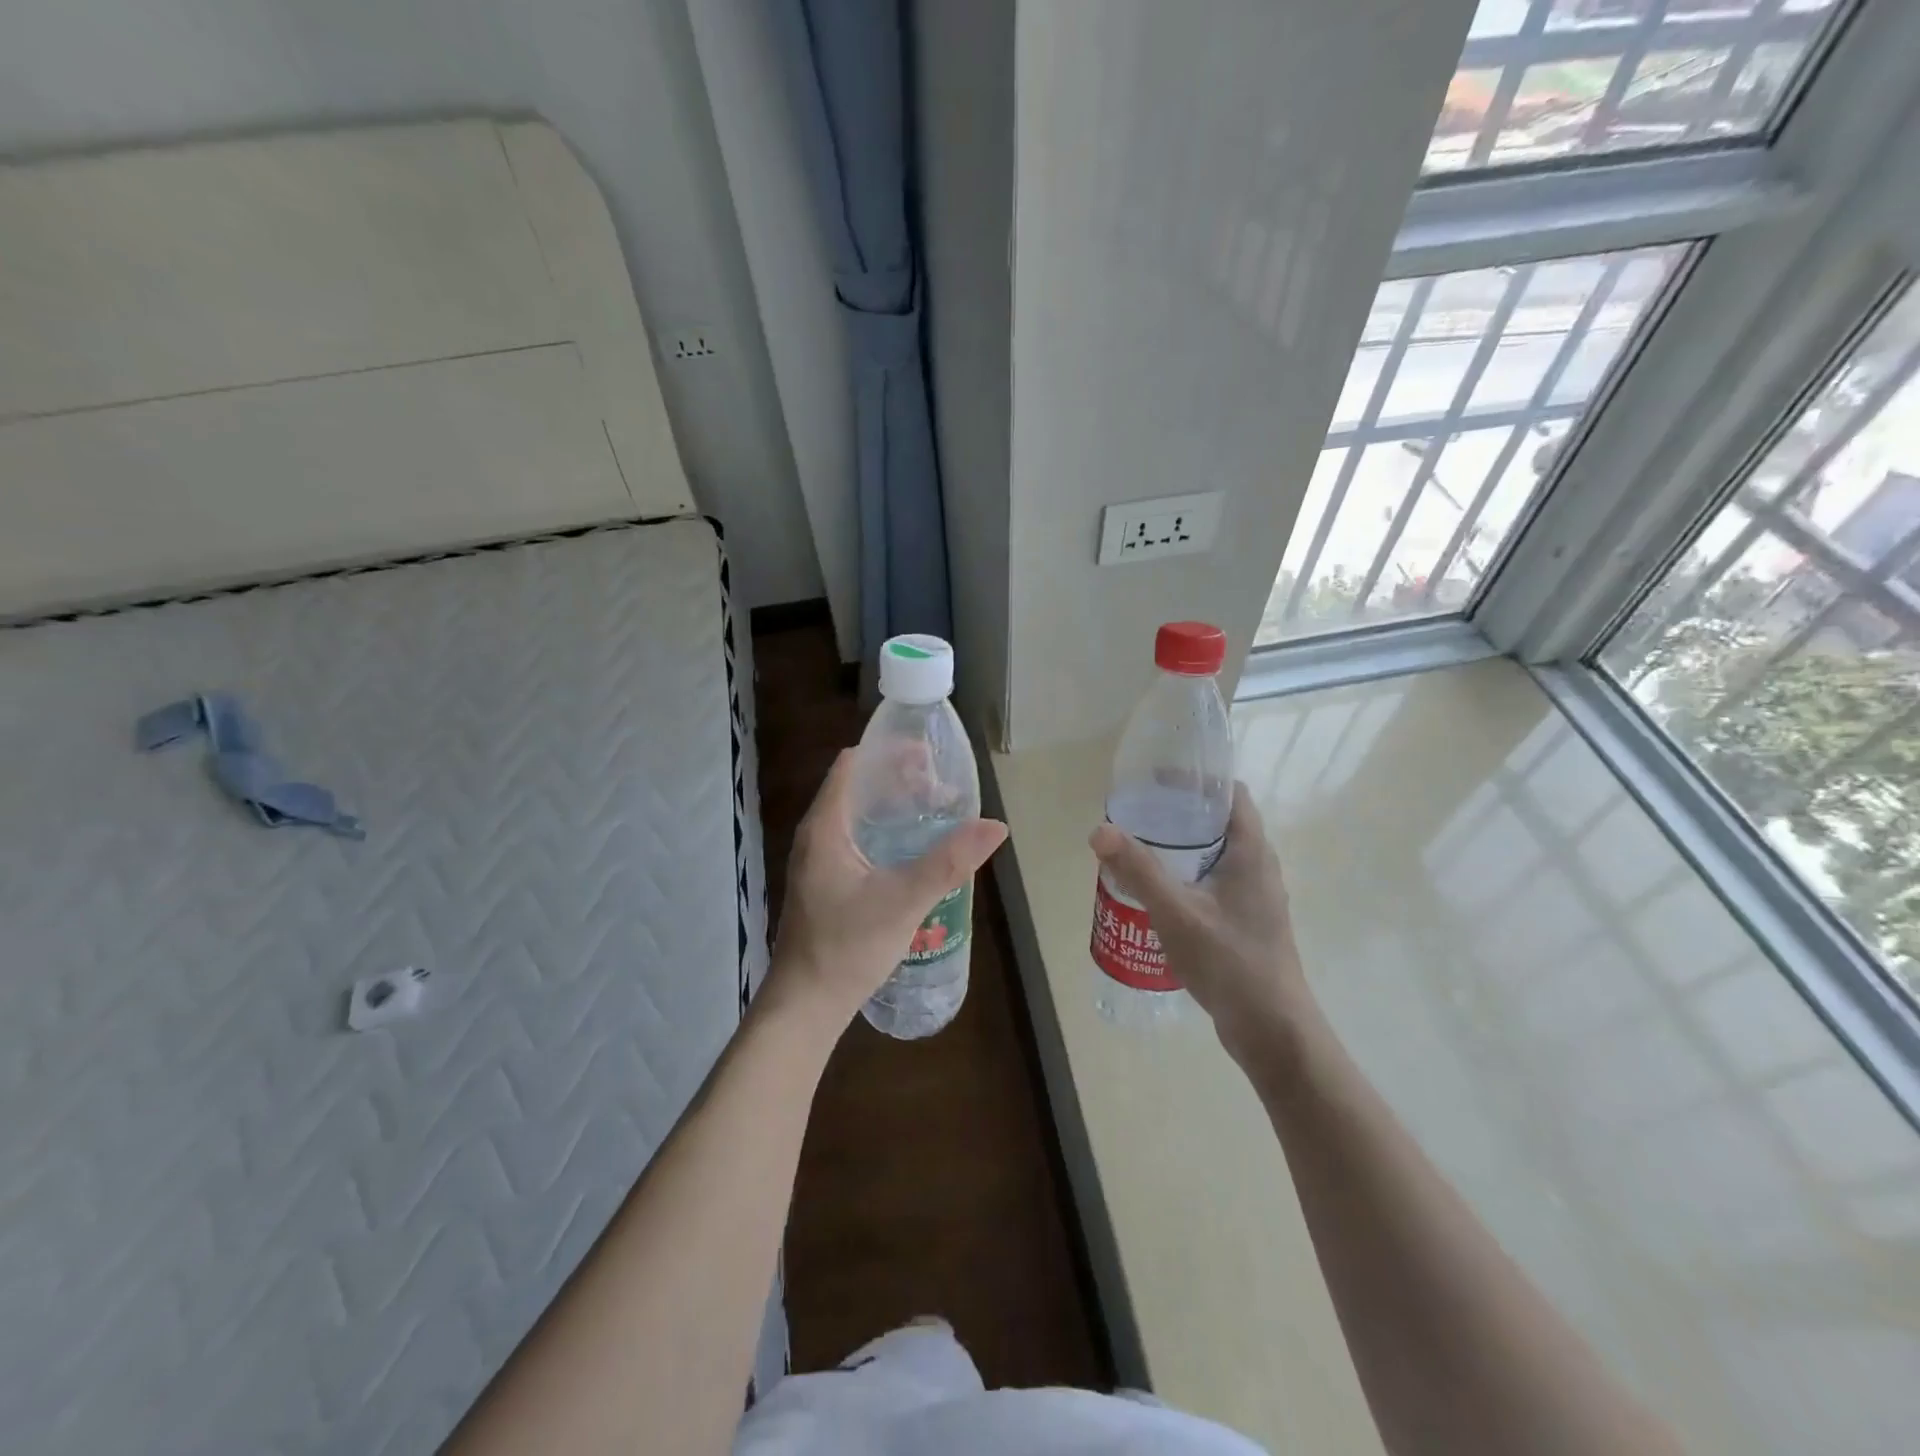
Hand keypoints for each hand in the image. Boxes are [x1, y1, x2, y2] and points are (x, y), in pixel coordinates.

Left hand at [770, 749, 1007, 1024]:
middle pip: (858, 787)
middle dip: (900, 779)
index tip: (929, 755)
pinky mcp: (827, 881)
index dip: (889, 752)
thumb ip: (949, 862)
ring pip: (859, 815)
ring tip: (936, 811)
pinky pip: (859, 839)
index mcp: (825, 827)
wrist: (805, 1005)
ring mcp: (819, 860)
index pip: (853, 765)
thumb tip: (996, 826)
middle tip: (942, 786)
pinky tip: (915, 849)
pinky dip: (887, 832)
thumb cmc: (846, 948)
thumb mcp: (903, 901)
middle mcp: (817, 835)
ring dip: (895, 807)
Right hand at [1089, 782, 1307, 1060]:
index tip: (1158, 779)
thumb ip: (1138, 870)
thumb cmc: (1230, 962)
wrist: (1272, 1029)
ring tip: (1141, 849)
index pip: (1232, 794)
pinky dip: (1188, 875)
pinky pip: (1215, 882)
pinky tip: (1159, 893)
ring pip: (1216, 854)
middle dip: (1180, 813)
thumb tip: (1100, 830)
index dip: (1198, 779)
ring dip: (1182, 847)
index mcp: (1252, 852)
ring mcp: (1255, 896)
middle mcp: (1259, 867)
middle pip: (1220, 821)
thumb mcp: (1176, 912)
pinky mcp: (1247, 921)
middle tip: (1138, 814)